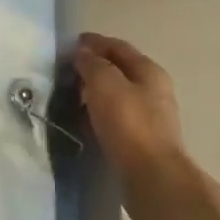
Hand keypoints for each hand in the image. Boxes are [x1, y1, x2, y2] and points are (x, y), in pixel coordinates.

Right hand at [75, 33, 186, 194]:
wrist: (152, 178)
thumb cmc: (129, 123)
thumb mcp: (105, 83)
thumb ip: (92, 63)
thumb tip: (83, 53)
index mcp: (149, 71)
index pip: (118, 46)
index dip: (94, 42)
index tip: (70, 44)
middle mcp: (153, 90)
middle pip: (119, 70)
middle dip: (93, 66)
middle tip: (66, 70)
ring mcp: (150, 116)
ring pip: (116, 94)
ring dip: (94, 91)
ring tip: (70, 95)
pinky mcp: (141, 140)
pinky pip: (115, 117)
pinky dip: (98, 112)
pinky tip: (84, 119)